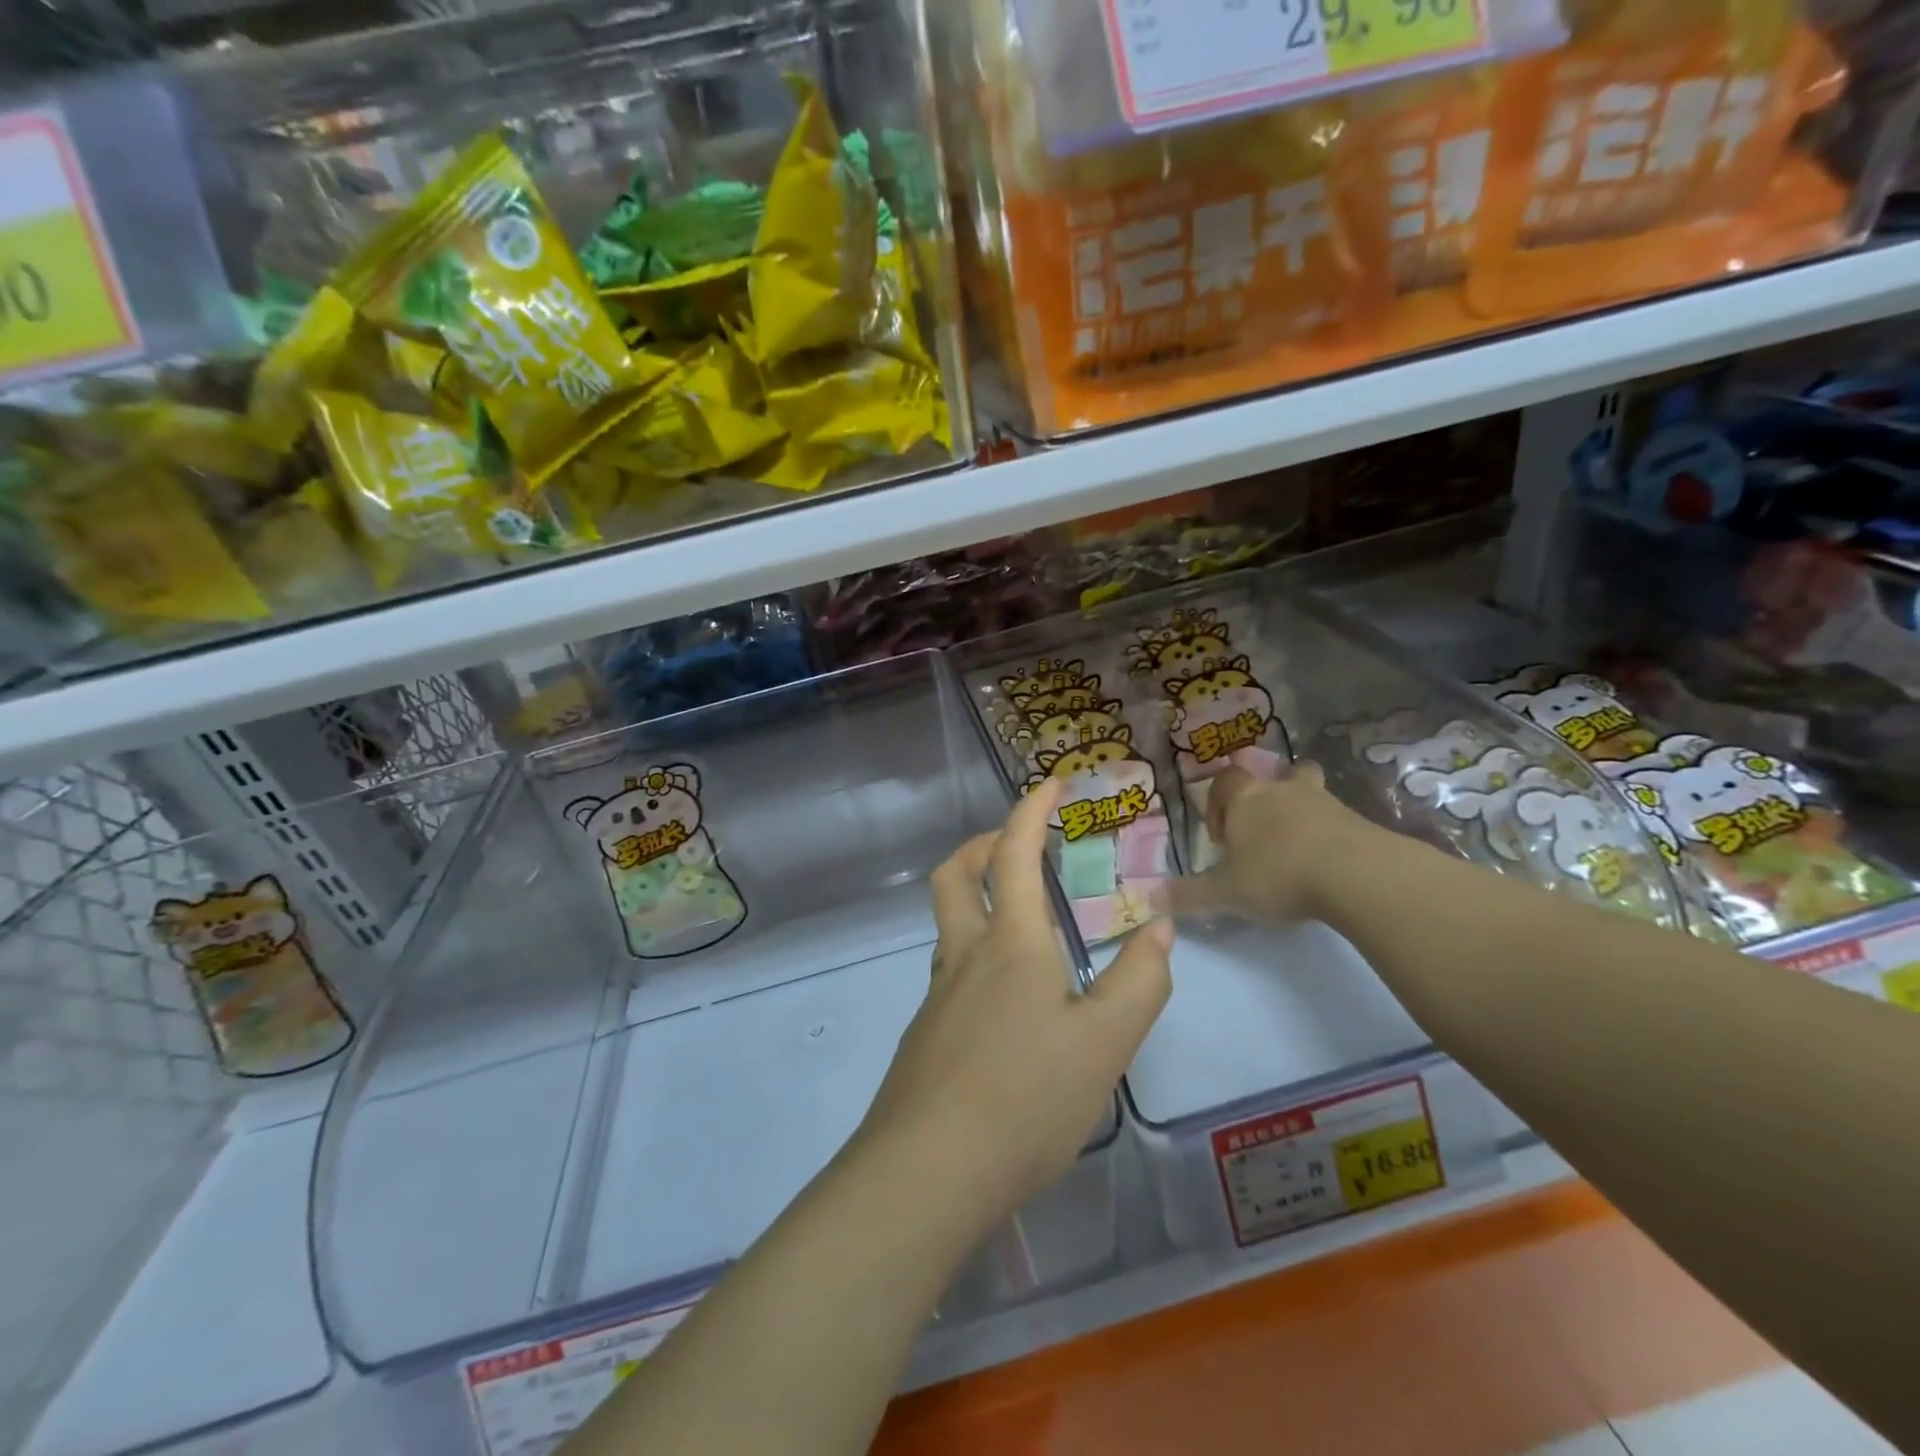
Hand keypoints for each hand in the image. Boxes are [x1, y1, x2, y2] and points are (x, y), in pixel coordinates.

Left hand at [858, 777, 1173, 1230]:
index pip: (1015, 854)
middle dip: (983, 845)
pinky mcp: (925, 1035)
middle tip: (1017, 845)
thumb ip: (1139, 982)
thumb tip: (1160, 928)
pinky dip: (976, 953)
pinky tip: (1008, 1000)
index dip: (1031, 810)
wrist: (928, 1172)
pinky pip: (950, 971)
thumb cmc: (1025, 1098)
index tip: (1050, 784)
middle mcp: (965, 955)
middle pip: (954, 875)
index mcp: (1011, 944)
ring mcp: (938, 995)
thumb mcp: (1105, 1044)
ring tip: (1022, 920)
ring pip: (948, 923)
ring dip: (976, 898)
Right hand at [1173, 761, 1384, 924]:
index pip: (1225, 781)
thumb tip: (1149, 899)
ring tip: (1297, 846)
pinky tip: (1328, 863)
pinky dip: (1330, 833)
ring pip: (1309, 791)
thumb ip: (1189, 895)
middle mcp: (1281, 791)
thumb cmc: (1278, 874)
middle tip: (1262, 831)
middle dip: (1266, 797)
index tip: (1221, 836)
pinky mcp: (1358, 820)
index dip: (1218, 802)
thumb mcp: (1226, 892)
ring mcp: (1324, 802)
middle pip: (1274, 776)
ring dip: (1300, 811)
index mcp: (1245, 800)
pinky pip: (1337, 818)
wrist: (1355, 874)